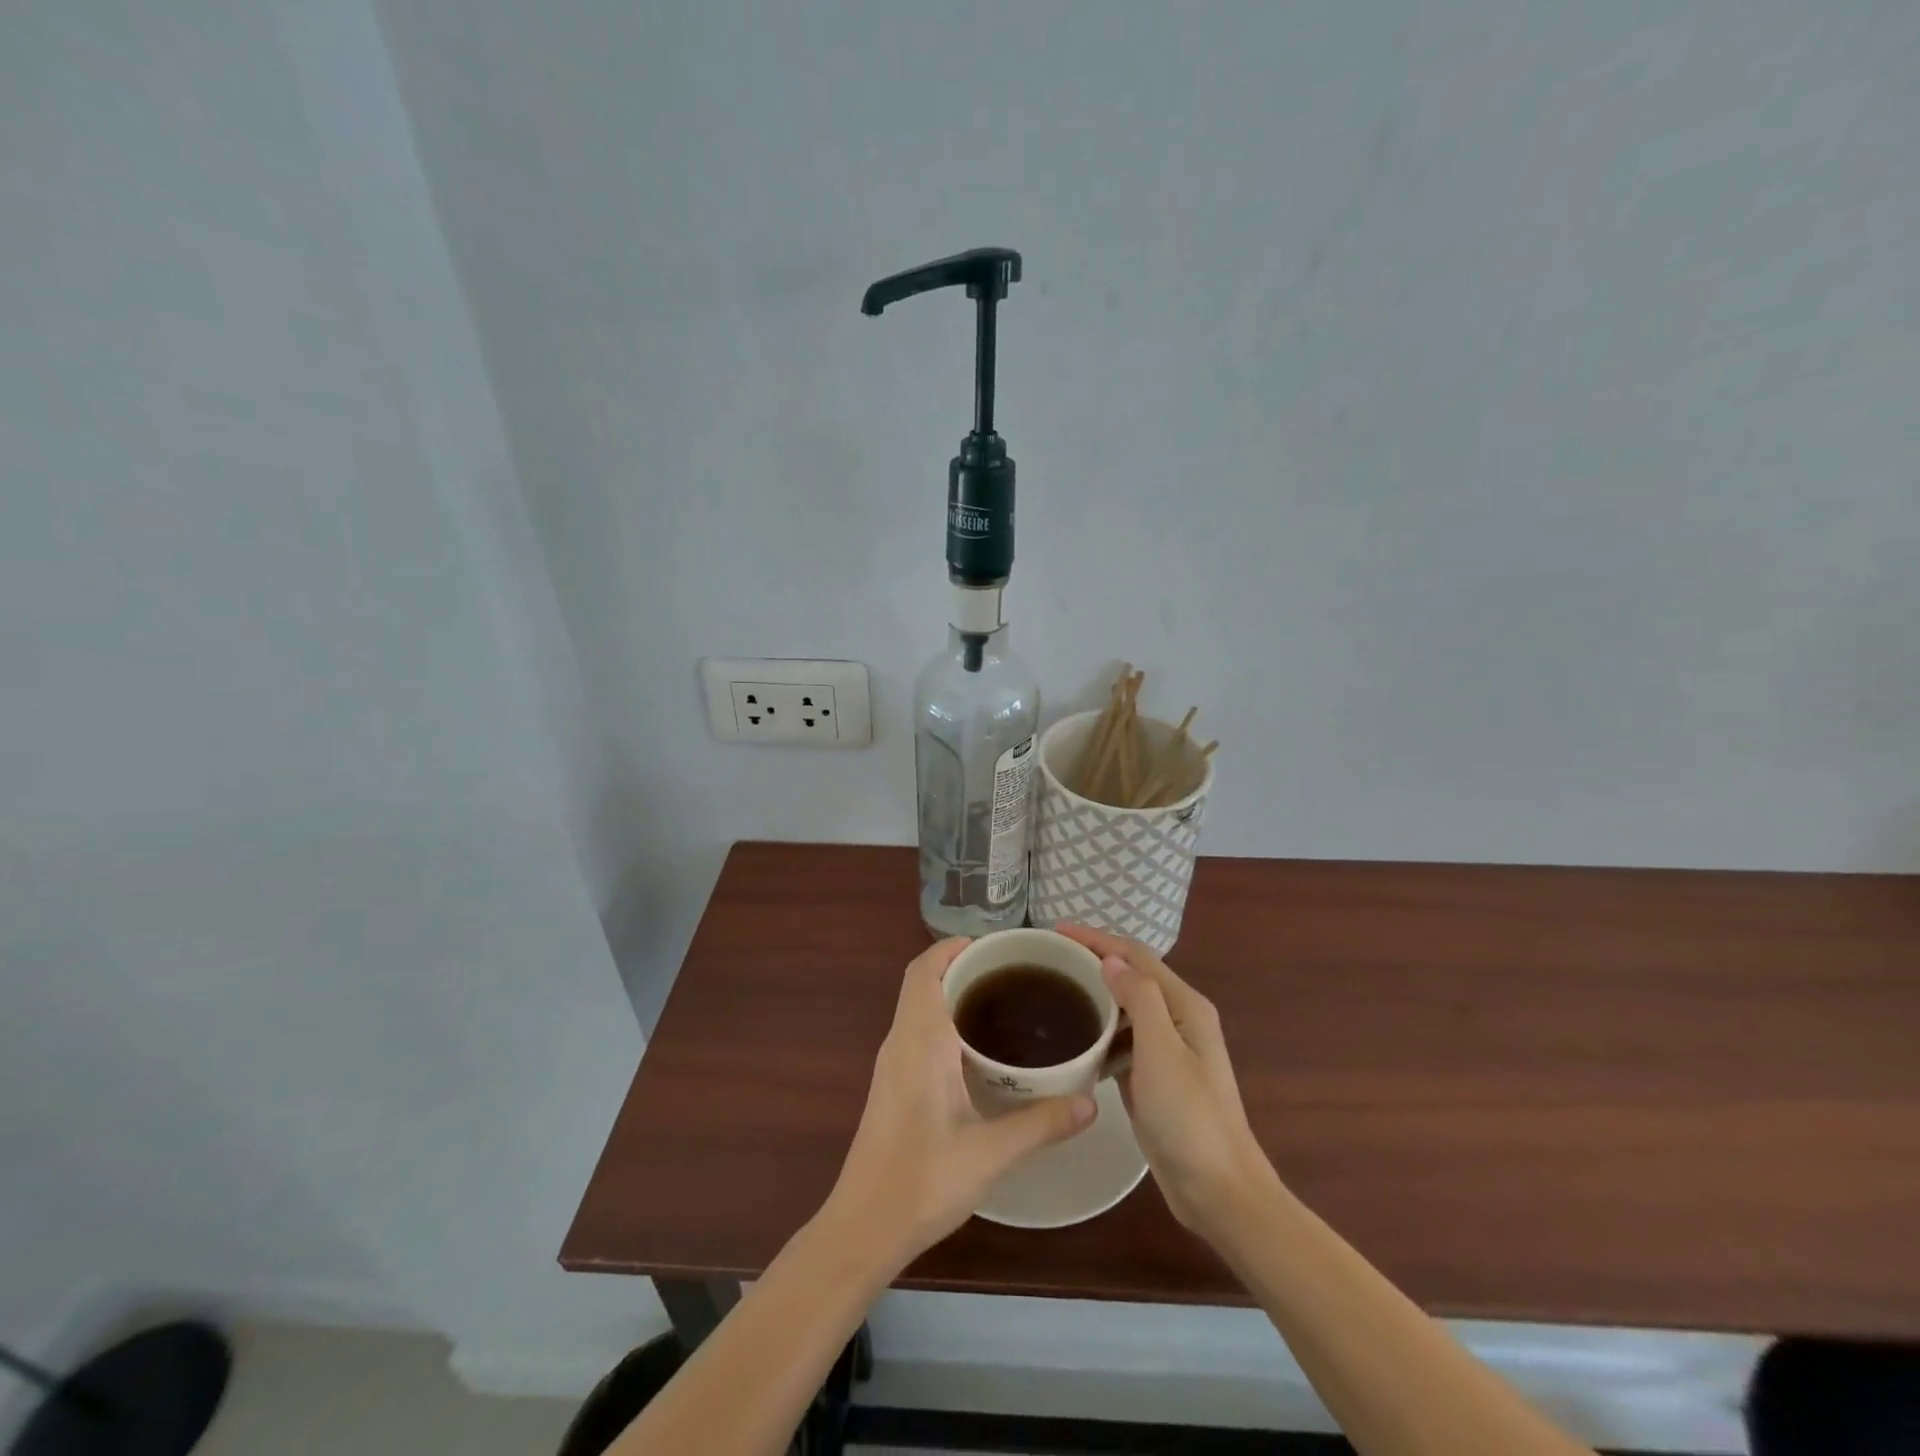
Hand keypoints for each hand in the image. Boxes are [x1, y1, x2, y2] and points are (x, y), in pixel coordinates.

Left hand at [823, 938, 1096, 1265]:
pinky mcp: (892, 1085)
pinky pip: (917, 1031)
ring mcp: (892, 1064)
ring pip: (918, 1007)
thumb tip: (1092, 1102)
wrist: (864, 1226)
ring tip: (1002, 1002)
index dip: (953, 947)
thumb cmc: (923, 1179)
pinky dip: (944, 1020)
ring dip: (951, 992)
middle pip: (922, 982)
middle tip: (1011, 972)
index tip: (994, 946)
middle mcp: (901, 1041)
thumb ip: (1042, 1123)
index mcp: (920, 1040)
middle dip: (960, 966)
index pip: (925, 970)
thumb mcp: (990, 1152)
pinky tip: (978, 1049)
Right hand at [1056, 924, 1278, 1237]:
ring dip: (1096, 996)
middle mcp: (1179, 1020)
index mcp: (1185, 1006)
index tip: (1055, 932)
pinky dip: (1100, 1032)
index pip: (1136, 956)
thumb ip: (1139, 998)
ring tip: (1055, 993)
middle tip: (1049, 960)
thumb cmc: (1189, 1118)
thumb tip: (1110, 959)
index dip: (1097, 938)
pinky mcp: (1156, 1078)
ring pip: (1126, 1009)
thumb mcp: (1161, 1050)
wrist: (1218, 1191)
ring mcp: (1169, 1051)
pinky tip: (1076, 1041)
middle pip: (1132, 976)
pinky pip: (1123, 1041)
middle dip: (1094, 961)